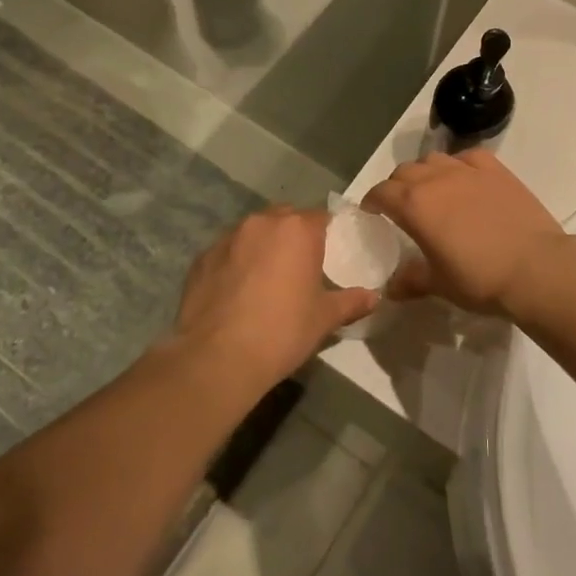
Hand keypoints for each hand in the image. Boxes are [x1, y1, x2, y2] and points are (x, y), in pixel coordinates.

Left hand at [171, 207, 377, 391]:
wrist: (217, 358)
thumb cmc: (282, 332)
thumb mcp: (324, 319)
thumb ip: (351, 302)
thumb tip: (374, 297)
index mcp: (297, 230)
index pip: (321, 216)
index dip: (327, 232)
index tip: (330, 252)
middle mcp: (261, 223)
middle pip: (285, 218)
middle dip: (294, 235)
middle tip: (300, 266)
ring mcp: (227, 238)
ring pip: (253, 232)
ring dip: (263, 246)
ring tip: (266, 279)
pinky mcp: (201, 258)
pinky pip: (227, 252)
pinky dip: (236, 263)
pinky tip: (237, 293)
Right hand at [362, 151, 569, 318]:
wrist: (536, 268)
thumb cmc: (480, 279)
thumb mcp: (440, 284)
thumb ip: (411, 280)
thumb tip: (391, 288)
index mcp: (414, 205)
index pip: (381, 192)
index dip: (373, 201)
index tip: (372, 213)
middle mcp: (436, 179)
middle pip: (405, 171)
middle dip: (397, 186)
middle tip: (402, 206)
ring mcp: (468, 170)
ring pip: (434, 159)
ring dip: (425, 172)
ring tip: (432, 191)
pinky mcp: (496, 170)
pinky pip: (468, 157)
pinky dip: (458, 165)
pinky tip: (464, 179)